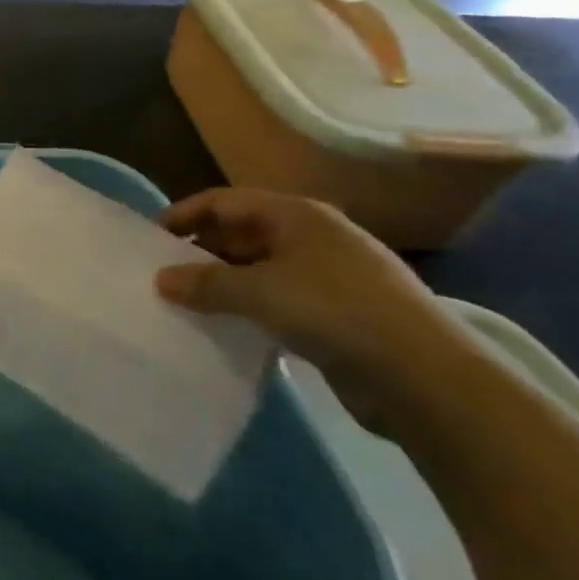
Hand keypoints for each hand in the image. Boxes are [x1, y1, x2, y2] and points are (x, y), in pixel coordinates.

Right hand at [154, 189, 464, 426]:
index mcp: (297, 215)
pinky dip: (250, 309)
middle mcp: (312, 238)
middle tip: (165, 275)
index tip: (151, 238)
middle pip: (242, 233)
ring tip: (187, 303)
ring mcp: (327, 277)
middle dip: (202, 251)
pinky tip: (228, 328)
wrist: (427, 378)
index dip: (185, 214)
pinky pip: (278, 301)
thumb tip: (160, 280)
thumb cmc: (336, 311)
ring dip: (224, 284)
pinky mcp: (336, 316)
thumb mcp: (261, 291)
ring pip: (259, 270)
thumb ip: (206, 283)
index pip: (225, 201)